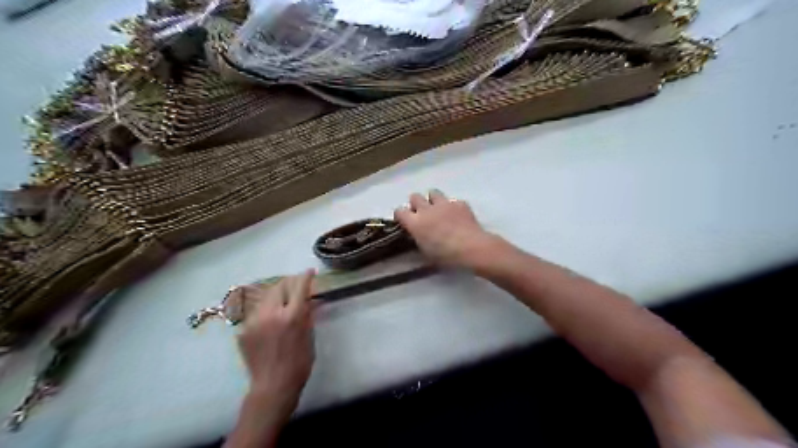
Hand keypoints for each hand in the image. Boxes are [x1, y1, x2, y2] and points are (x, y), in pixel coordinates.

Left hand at [235, 270, 314, 404]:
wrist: (273, 386)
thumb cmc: (299, 362)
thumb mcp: (309, 336)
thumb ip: (306, 314)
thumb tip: (306, 298)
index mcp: (292, 316)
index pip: (299, 287)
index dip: (305, 277)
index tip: (309, 272)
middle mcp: (271, 314)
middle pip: (278, 287)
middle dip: (288, 283)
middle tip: (295, 286)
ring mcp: (254, 322)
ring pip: (265, 297)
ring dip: (275, 296)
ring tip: (281, 301)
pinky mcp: (243, 330)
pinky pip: (256, 312)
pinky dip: (265, 311)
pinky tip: (270, 320)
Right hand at [393, 190, 492, 269]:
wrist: (471, 248)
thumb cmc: (446, 256)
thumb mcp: (426, 252)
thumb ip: (419, 239)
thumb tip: (418, 235)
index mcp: (415, 223)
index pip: (399, 211)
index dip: (401, 216)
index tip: (405, 222)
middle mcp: (427, 209)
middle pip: (415, 197)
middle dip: (416, 204)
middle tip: (422, 215)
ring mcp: (444, 204)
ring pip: (433, 193)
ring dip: (433, 201)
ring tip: (439, 211)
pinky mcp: (459, 203)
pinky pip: (452, 201)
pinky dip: (453, 207)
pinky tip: (458, 217)